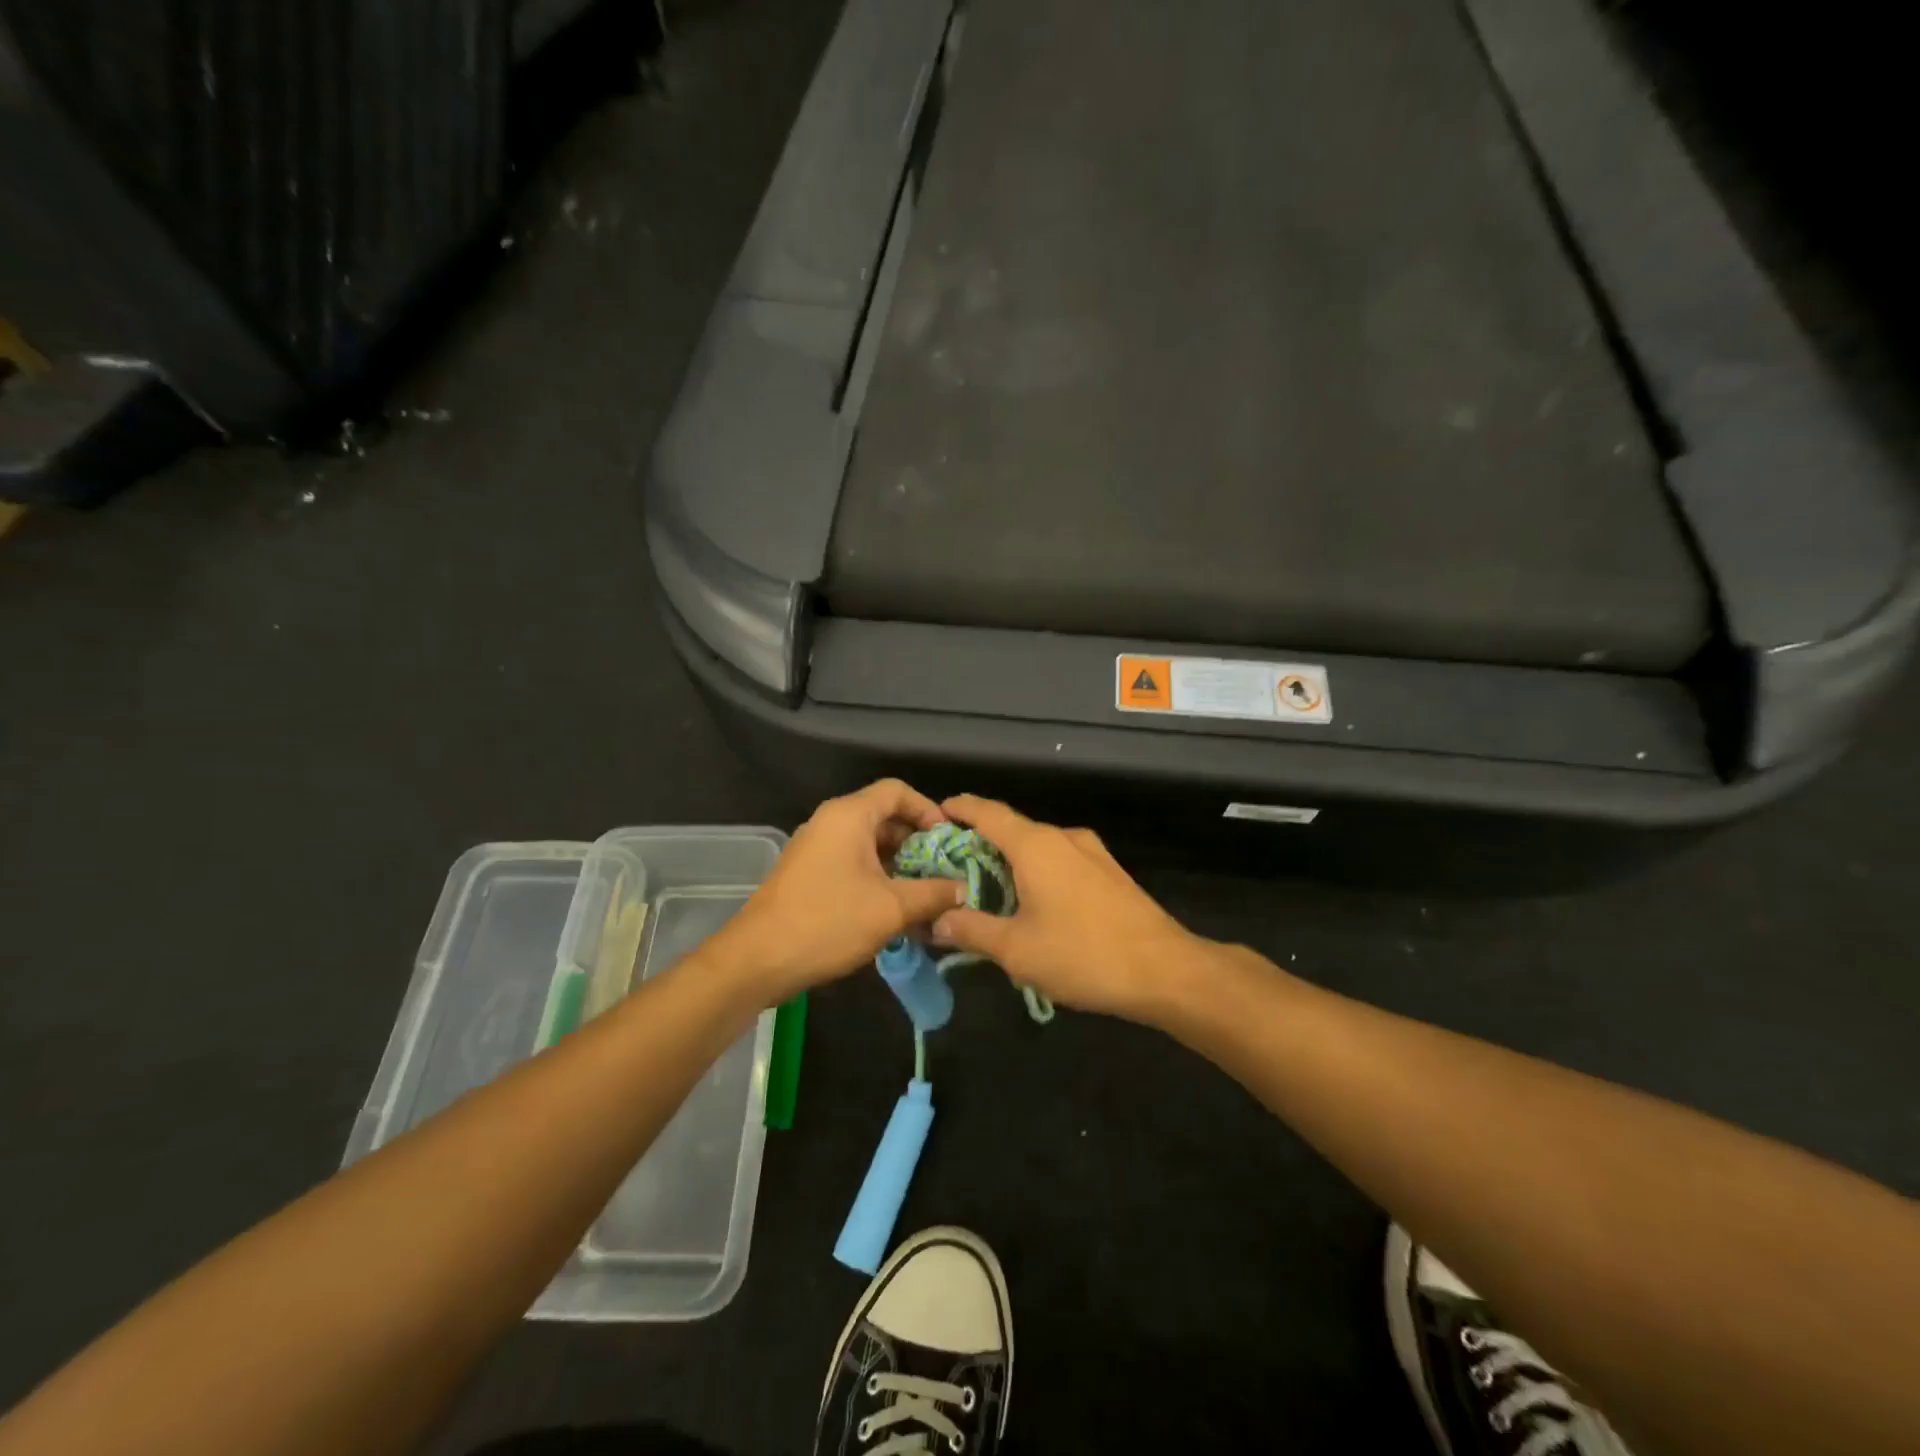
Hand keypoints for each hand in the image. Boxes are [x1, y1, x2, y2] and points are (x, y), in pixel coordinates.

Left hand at [706, 780, 966, 1004]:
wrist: (758, 960)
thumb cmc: (828, 922)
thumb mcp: (891, 909)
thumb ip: (934, 894)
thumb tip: (964, 889)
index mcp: (849, 816)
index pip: (897, 790)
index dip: (928, 809)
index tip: (948, 840)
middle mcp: (830, 822)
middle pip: (884, 815)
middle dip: (917, 842)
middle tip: (943, 870)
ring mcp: (816, 847)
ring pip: (868, 842)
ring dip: (898, 863)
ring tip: (924, 893)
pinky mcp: (808, 873)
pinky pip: (851, 861)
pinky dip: (876, 876)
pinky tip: (893, 907)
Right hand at [930, 795, 1206, 1020]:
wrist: (1165, 971)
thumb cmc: (1083, 954)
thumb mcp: (1016, 949)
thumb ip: (972, 930)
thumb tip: (937, 920)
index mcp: (1035, 845)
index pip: (987, 812)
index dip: (959, 809)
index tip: (935, 814)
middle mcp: (1063, 837)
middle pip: (1012, 829)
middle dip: (979, 843)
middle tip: (950, 867)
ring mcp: (1091, 853)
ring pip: (1038, 846)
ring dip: (1010, 861)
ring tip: (987, 889)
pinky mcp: (1109, 872)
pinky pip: (1060, 861)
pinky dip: (1036, 871)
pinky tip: (1031, 903)